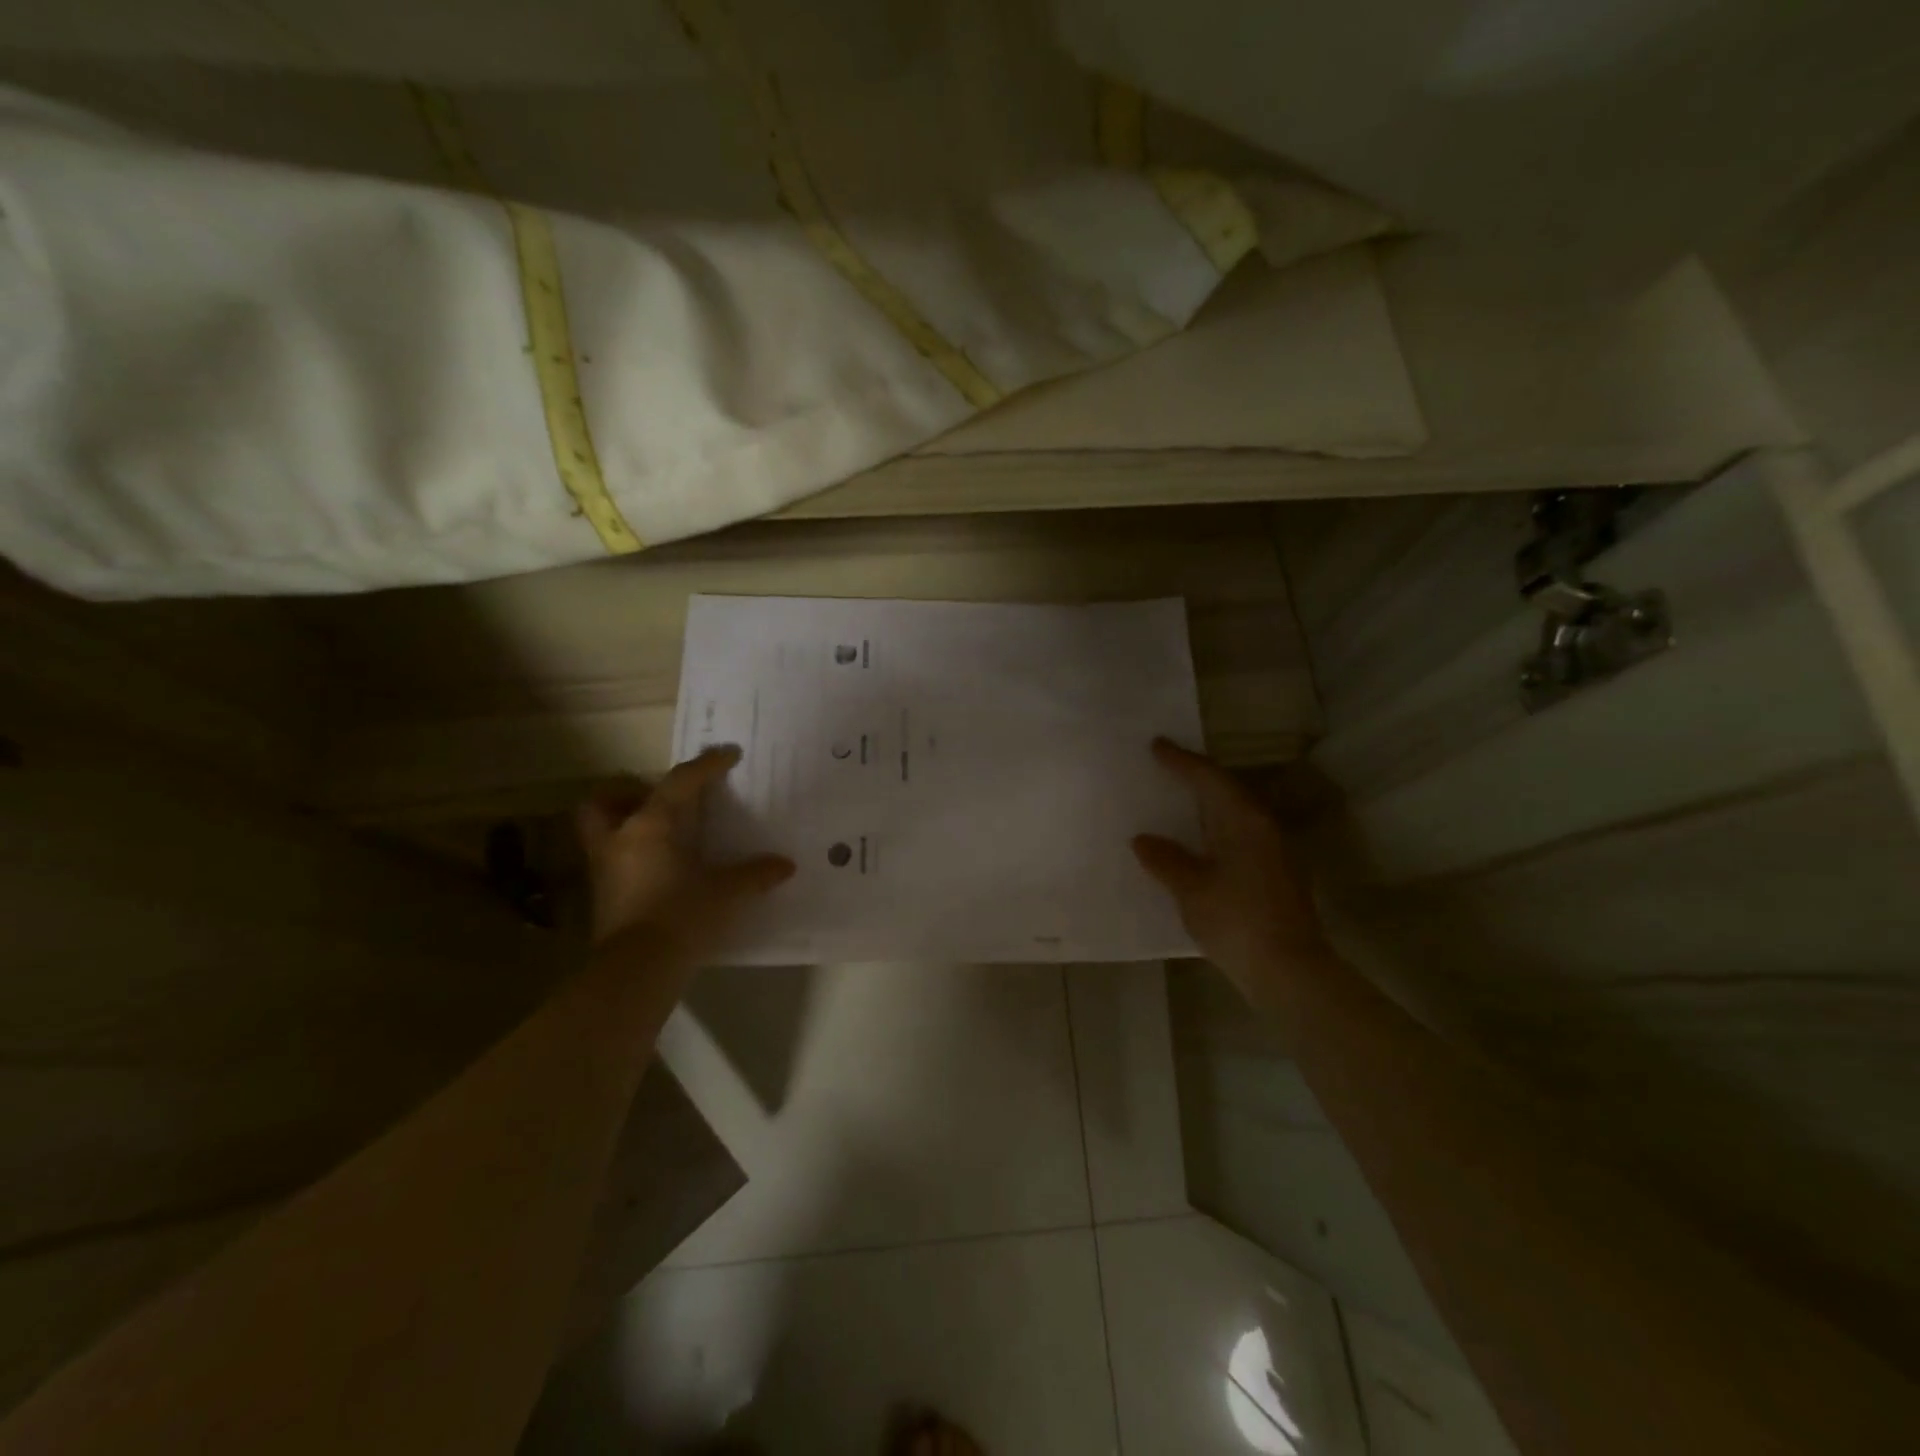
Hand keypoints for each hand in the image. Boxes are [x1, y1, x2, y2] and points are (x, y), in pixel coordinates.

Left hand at [576, 746, 793, 967]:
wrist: (637, 970)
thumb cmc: (682, 916)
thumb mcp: (727, 892)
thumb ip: (755, 874)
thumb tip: (785, 865)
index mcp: (651, 825)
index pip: (680, 782)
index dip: (706, 765)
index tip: (728, 754)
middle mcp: (621, 838)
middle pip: (607, 798)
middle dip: (628, 790)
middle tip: (659, 796)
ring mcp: (605, 867)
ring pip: (601, 828)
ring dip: (624, 821)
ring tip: (660, 831)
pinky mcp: (603, 895)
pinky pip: (613, 858)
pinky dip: (632, 853)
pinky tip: (661, 866)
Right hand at [1132, 738, 1334, 1007]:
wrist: (1289, 970)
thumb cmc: (1236, 921)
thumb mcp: (1191, 889)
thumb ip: (1166, 860)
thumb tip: (1143, 839)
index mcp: (1243, 820)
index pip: (1209, 778)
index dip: (1181, 761)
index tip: (1156, 745)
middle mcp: (1262, 827)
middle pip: (1226, 790)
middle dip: (1196, 776)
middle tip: (1165, 766)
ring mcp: (1272, 851)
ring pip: (1234, 813)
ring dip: (1206, 803)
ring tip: (1176, 798)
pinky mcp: (1273, 874)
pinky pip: (1237, 835)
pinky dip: (1214, 828)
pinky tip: (1196, 841)